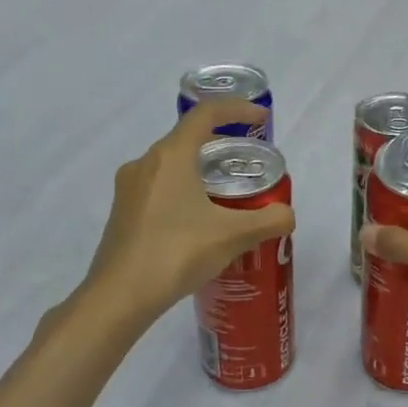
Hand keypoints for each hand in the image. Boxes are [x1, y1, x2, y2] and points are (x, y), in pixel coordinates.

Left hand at [79, 99, 294, 325]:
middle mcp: (145, 163)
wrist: (119, 297)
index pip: (206, 114)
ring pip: (171, 165)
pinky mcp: (122, 213)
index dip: (237, 109)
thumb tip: (288, 215)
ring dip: (200, 169)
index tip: (261, 119)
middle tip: (247, 162)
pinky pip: (159, 188)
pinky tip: (199, 221)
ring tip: (227, 193)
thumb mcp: (232, 236)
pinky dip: (183, 191)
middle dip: (220, 143)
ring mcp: (129, 189)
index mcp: (170, 156)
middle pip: (187, 138)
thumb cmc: (176, 253)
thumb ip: (268, 220)